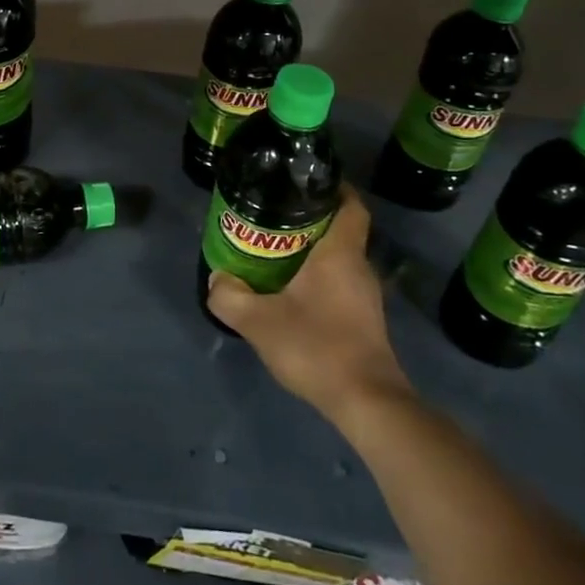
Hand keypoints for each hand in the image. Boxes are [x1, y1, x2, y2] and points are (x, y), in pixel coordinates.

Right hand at [207, 188, 413, 424]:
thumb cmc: (317, 347)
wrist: (367, 403)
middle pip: (340, 229)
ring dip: (312, 251)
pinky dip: (317, 278)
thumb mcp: (259, 322)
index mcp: (340, 254)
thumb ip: (230, 297)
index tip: (305, 181)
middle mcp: (358, 267)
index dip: (333, 187)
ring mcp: (365, 296)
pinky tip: (290, 291)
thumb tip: (217, 280)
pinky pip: (339, 283)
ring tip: (273, 250)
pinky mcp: (364, 321)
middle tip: (272, 215)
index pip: (350, 205)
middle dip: (309, 218)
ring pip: (338, 258)